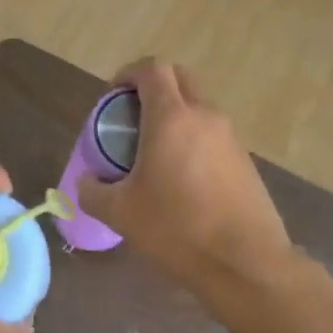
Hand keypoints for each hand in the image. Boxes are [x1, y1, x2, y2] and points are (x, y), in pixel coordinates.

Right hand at [76, 60, 292, 294]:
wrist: (245, 263)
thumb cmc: (176, 229)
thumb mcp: (120, 213)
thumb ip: (93, 191)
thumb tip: (86, 182)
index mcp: (172, 118)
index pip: (152, 69)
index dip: (128, 74)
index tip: (112, 97)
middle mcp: (205, 117)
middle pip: (180, 79)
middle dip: (153, 88)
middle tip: (131, 118)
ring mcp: (231, 139)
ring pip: (199, 108)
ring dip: (175, 116)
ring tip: (152, 153)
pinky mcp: (246, 162)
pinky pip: (213, 136)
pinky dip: (193, 141)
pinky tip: (181, 180)